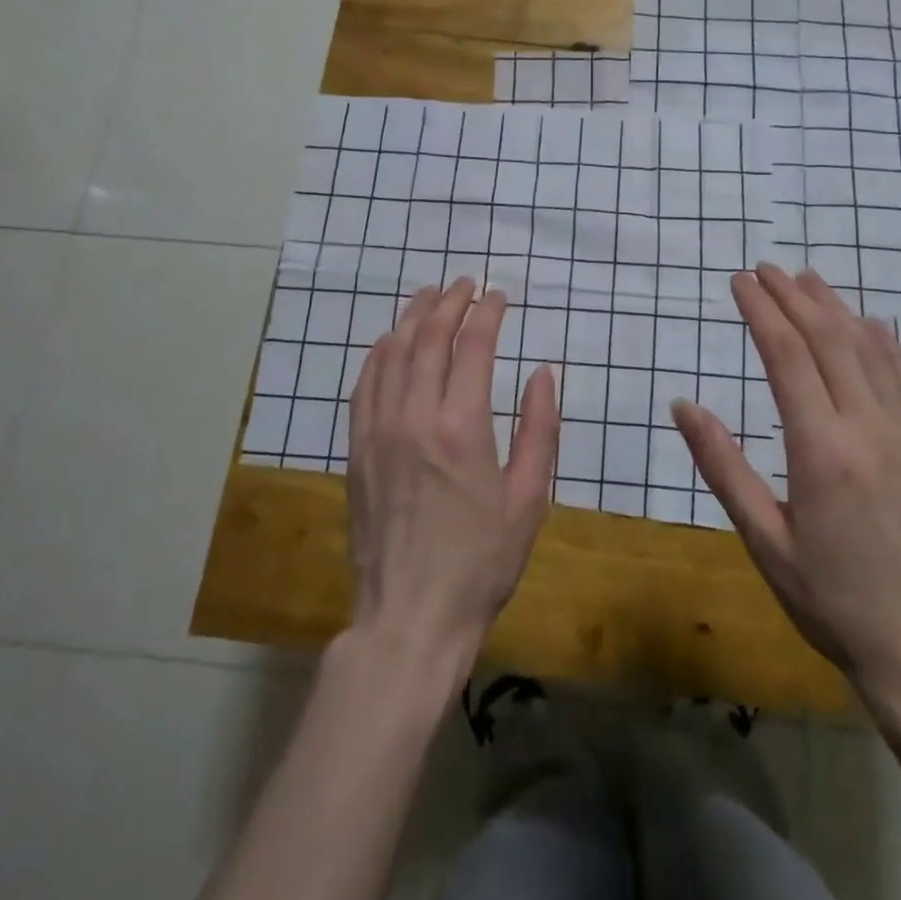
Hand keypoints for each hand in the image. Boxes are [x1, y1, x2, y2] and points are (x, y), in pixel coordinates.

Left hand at [346, 278, 560, 681]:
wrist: (410, 616)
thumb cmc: (481, 561)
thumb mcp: (529, 499)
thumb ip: (540, 429)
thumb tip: (542, 373)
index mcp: (463, 425)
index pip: (473, 345)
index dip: (487, 313)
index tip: (500, 295)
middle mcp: (415, 415)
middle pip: (429, 338)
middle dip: (448, 302)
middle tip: (464, 283)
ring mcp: (379, 430)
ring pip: (392, 353)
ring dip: (412, 318)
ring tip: (428, 295)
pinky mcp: (357, 449)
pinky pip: (364, 385)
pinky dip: (379, 353)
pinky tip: (389, 341)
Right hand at [672, 264, 900, 716]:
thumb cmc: (835, 604)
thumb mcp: (765, 542)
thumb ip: (723, 467)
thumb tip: (684, 406)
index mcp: (821, 450)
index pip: (786, 356)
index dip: (761, 311)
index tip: (739, 281)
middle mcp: (869, 428)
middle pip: (829, 340)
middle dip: (793, 297)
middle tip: (765, 269)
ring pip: (871, 351)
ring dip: (837, 308)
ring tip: (809, 280)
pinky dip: (886, 343)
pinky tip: (873, 326)